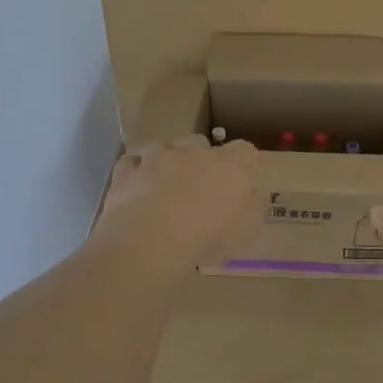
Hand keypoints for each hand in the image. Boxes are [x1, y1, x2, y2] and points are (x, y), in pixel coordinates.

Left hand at [95, 135, 263, 268]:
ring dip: (166, 163)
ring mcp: (157, 157)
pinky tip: (136, 192)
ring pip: (164, 148)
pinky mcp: (128, 171)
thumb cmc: (209, 235)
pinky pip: (132, 164)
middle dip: (200, 160)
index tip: (239, 184)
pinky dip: (136, 174)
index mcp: (230, 164)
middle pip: (201, 144)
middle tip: (198, 189)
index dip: (243, 165)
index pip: (245, 151)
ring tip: (164, 191)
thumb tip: (253, 193)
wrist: (151, 238)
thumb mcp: (249, 228)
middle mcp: (194, 151)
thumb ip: (254, 205)